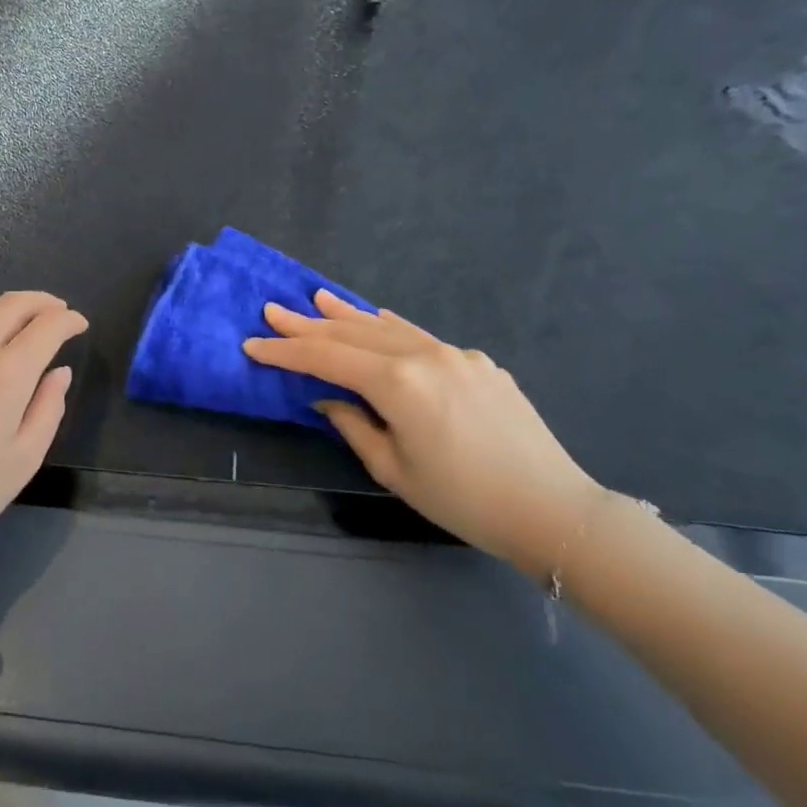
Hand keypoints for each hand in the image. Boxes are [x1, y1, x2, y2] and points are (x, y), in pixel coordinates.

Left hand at [0, 292, 87, 565]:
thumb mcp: (21, 462)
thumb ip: (48, 409)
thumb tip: (59, 372)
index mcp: (7, 373)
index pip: (47, 326)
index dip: (69, 320)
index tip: (80, 325)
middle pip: (13, 305)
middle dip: (42, 302)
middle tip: (57, 310)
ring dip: (7, 304)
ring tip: (20, 314)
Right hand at [244, 290, 604, 575]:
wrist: (553, 508)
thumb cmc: (463, 499)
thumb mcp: (394, 470)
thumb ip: (354, 425)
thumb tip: (327, 399)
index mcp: (398, 383)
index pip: (327, 358)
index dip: (286, 352)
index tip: (253, 345)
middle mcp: (424, 355)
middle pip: (353, 333)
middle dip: (309, 323)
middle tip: (273, 310)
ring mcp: (455, 354)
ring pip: (388, 327)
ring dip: (349, 314)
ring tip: (318, 298)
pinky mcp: (479, 363)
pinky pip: (421, 337)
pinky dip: (390, 327)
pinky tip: (377, 318)